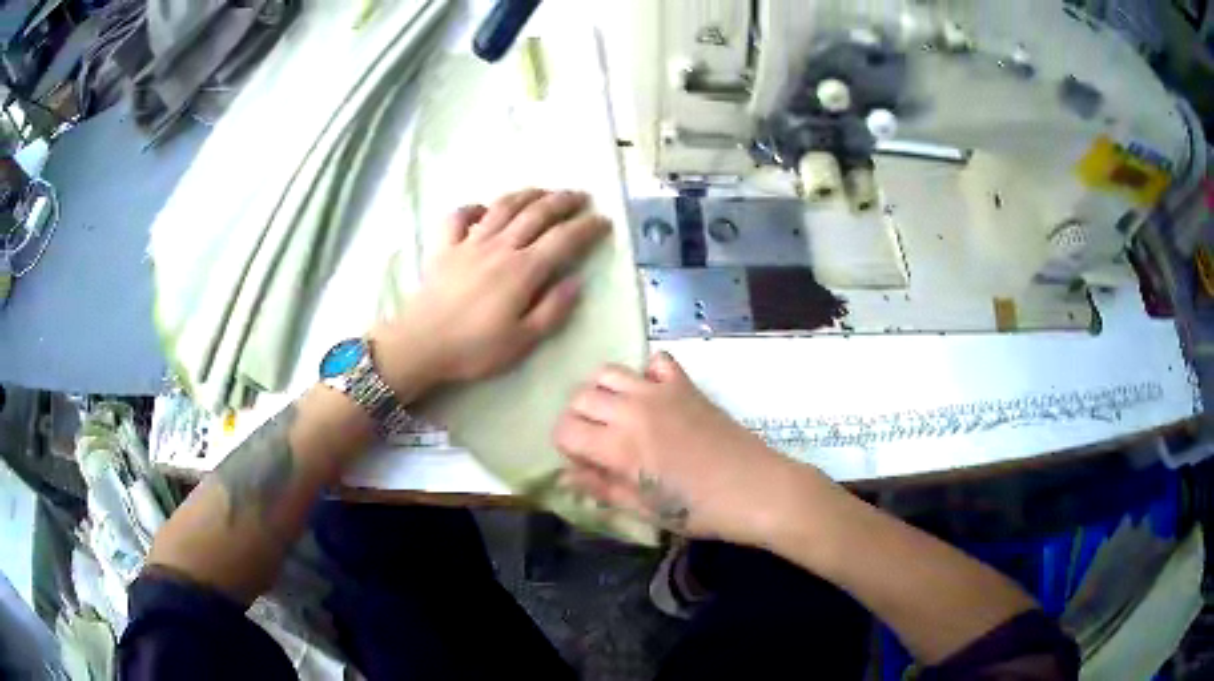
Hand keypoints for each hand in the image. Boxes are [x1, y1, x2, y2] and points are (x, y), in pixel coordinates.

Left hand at [372, 189, 609, 401]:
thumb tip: (575, 281)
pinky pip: (460, 217)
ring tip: (543, 192)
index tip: (604, 221)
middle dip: (563, 201)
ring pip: (503, 207)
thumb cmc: (475, 348)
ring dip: (527, 194)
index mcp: (523, 270)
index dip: (587, 227)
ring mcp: (470, 242)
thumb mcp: (523, 341)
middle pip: (537, 213)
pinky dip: (474, 207)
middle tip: (581, 197)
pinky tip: (483, 209)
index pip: (564, 239)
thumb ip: (553, 310)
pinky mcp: (445, 247)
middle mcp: (500, 246)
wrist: (421, 344)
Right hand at [554, 353, 831, 545]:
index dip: (566, 447)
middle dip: (578, 419)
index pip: (564, 430)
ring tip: (618, 415)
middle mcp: (632, 410)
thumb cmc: (699, 511)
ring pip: (608, 372)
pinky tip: (653, 395)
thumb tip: (567, 475)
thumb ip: (602, 489)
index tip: (583, 462)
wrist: (756, 488)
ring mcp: (660, 391)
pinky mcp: (685, 384)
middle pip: (579, 397)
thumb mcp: (645, 510)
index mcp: (618, 448)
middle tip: (597, 441)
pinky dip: (646, 373)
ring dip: (602, 392)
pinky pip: (655, 361)